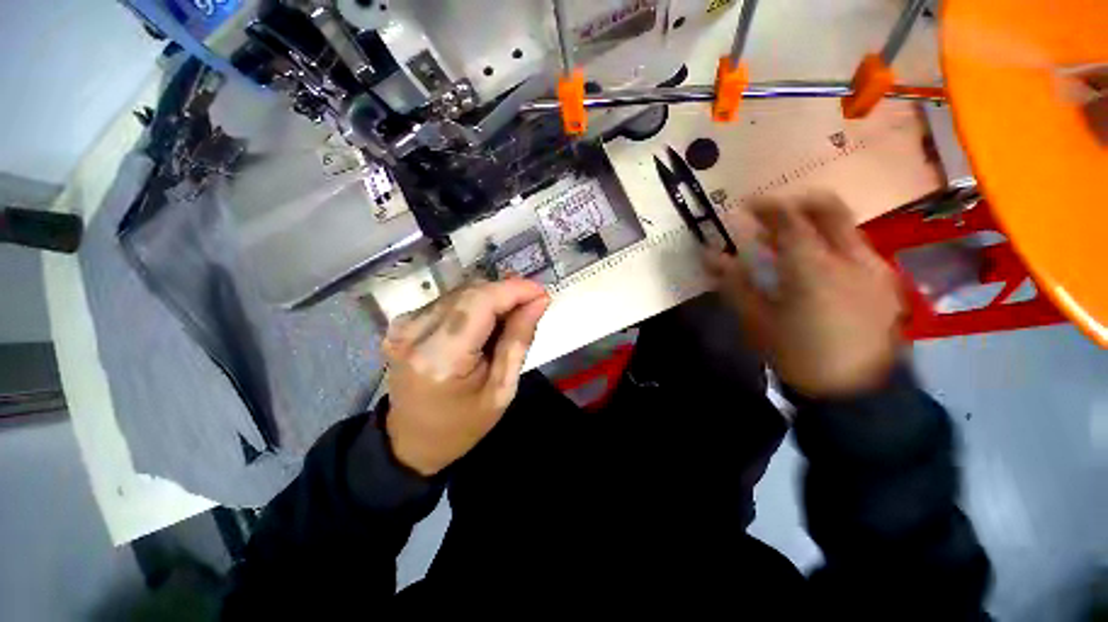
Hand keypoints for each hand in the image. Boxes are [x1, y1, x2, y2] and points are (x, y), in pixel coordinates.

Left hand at [382, 278, 550, 474]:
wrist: (412, 440)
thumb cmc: (463, 424)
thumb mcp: (502, 389)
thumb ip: (519, 340)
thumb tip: (538, 301)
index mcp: (440, 358)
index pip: (480, 302)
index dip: (514, 290)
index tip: (542, 293)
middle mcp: (414, 333)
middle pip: (470, 292)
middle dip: (506, 293)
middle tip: (530, 307)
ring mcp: (403, 326)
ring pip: (460, 292)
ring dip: (491, 299)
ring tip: (508, 319)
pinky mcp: (403, 323)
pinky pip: (448, 300)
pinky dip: (473, 305)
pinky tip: (484, 324)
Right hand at [706, 193, 904, 398]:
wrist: (855, 392)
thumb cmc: (796, 355)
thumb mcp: (756, 320)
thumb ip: (733, 282)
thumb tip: (709, 255)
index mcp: (812, 268)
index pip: (789, 219)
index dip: (766, 207)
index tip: (747, 206)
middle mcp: (850, 258)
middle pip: (829, 208)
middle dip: (798, 203)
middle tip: (774, 214)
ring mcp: (874, 268)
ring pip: (845, 227)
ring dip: (815, 226)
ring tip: (789, 245)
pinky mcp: (886, 283)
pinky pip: (857, 249)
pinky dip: (832, 246)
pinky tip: (818, 269)